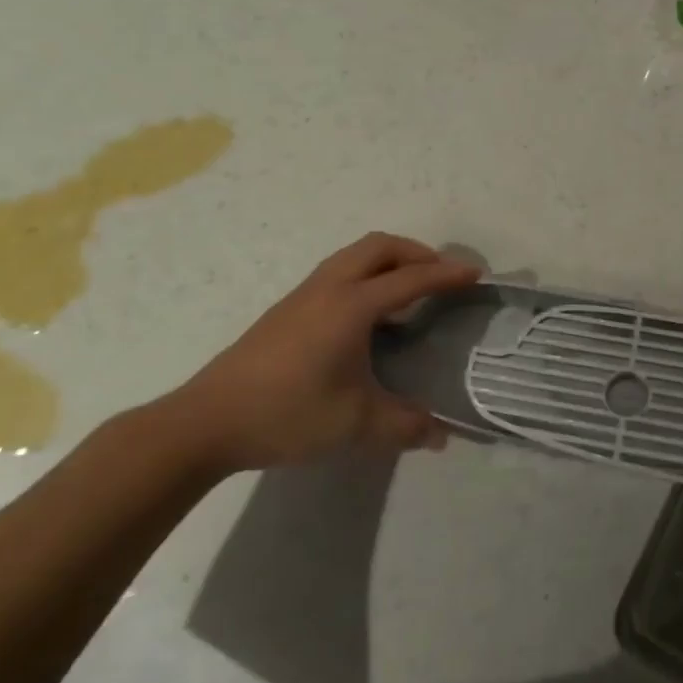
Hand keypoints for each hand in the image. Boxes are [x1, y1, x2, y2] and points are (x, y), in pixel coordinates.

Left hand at [171, 233, 480, 471]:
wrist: (207, 422)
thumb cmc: (287, 414)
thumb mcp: (356, 425)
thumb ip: (405, 426)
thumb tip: (443, 435)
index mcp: (351, 306)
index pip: (411, 279)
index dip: (447, 274)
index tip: (476, 273)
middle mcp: (329, 288)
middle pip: (379, 247)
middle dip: (416, 252)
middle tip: (441, 275)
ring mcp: (303, 295)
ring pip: (354, 255)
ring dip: (388, 260)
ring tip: (409, 290)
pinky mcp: (286, 309)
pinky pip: (338, 272)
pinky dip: (366, 275)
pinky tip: (368, 316)